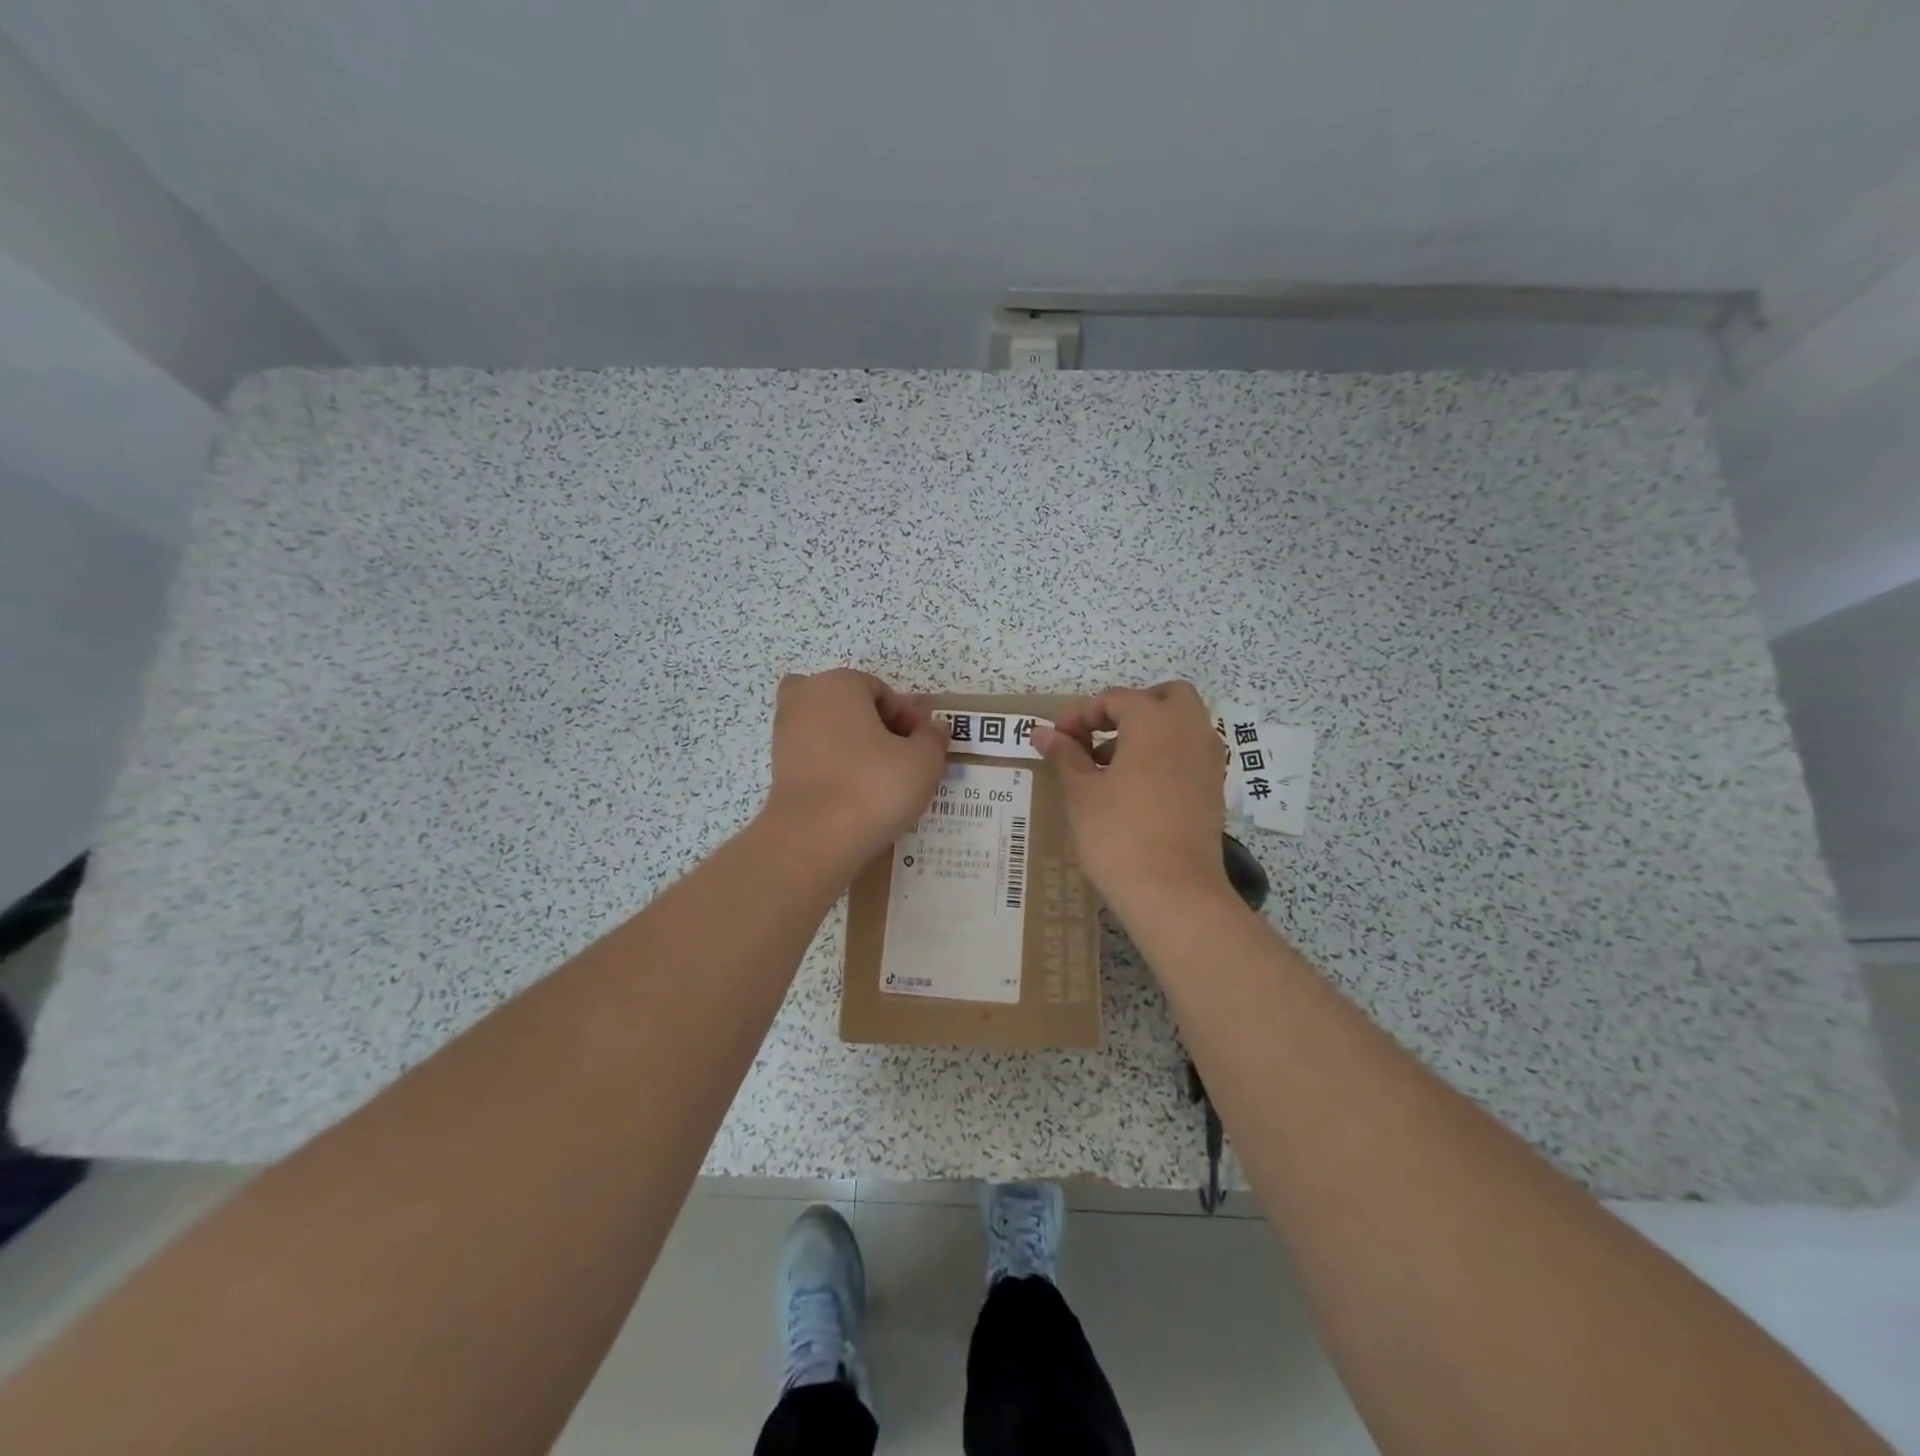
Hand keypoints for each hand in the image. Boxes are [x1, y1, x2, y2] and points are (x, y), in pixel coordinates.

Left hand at [761, 669, 947, 867]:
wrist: (814, 838)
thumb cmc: (873, 786)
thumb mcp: (923, 761)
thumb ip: (933, 738)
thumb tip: (933, 728)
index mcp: (838, 683)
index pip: (881, 690)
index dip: (907, 718)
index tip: (922, 748)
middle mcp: (804, 699)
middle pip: (850, 706)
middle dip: (876, 727)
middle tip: (901, 761)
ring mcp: (785, 734)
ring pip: (830, 731)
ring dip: (854, 748)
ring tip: (880, 782)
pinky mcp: (778, 768)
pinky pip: (816, 758)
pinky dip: (834, 769)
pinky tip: (855, 796)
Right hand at [1035, 682, 1230, 908]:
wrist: (1174, 892)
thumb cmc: (1119, 834)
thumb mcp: (1081, 792)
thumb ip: (1064, 755)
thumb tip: (1043, 733)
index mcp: (1155, 720)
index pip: (1115, 699)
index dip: (1080, 714)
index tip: (1057, 738)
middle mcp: (1189, 729)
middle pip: (1165, 697)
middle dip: (1130, 708)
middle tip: (1099, 736)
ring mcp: (1208, 759)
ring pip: (1182, 725)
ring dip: (1149, 732)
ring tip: (1110, 768)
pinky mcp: (1214, 789)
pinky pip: (1190, 754)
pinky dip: (1166, 756)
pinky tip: (1137, 790)